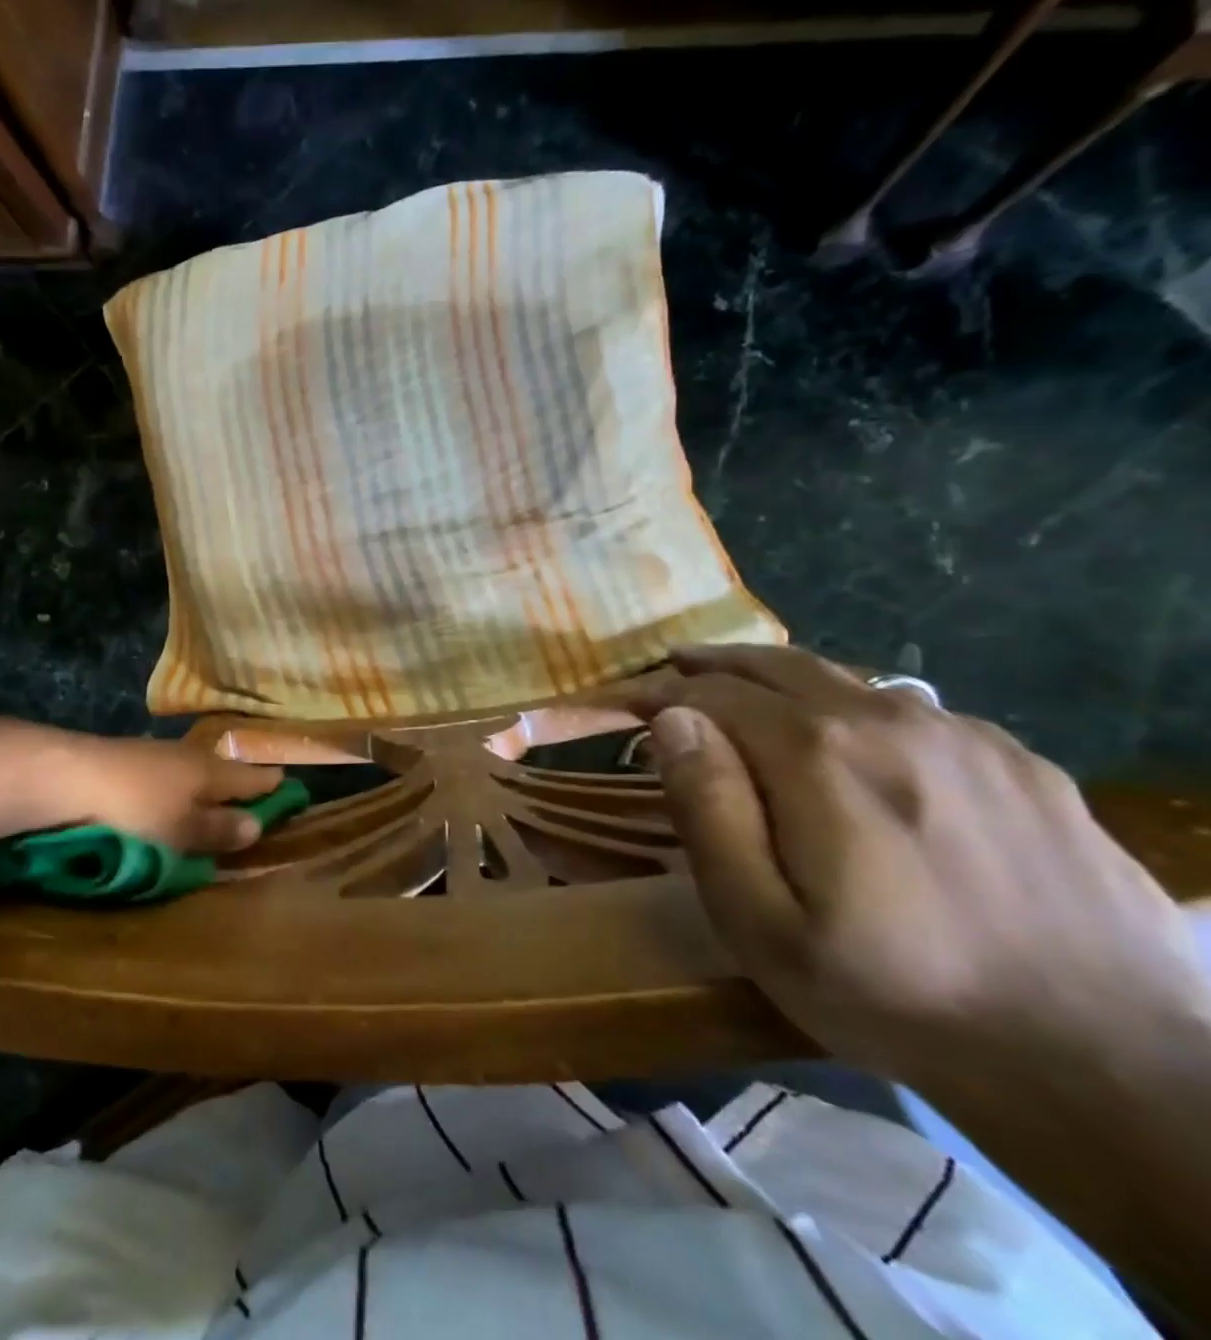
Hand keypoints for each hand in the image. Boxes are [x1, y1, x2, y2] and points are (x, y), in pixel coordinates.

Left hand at [56, 735, 282, 852]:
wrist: (70, 776)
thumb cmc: (136, 809)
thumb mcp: (182, 831)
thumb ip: (218, 829)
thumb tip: (257, 825)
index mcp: (210, 772)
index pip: (251, 777)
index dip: (271, 784)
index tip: (289, 786)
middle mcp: (189, 756)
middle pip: (223, 770)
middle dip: (239, 782)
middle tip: (255, 794)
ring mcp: (157, 754)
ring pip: (193, 769)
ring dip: (207, 783)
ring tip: (215, 797)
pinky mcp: (128, 760)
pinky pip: (168, 773)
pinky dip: (178, 785)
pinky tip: (170, 794)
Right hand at [628, 645, 1210, 1089]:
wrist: (1108, 1068)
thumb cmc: (892, 995)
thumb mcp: (760, 922)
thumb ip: (709, 810)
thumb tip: (673, 722)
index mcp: (816, 756)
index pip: (713, 694)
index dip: (660, 691)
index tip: (625, 700)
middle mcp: (888, 721)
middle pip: (778, 666)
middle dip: (713, 664)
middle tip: (673, 669)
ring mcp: (965, 737)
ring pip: (844, 679)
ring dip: (779, 678)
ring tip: (744, 689)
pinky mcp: (1019, 763)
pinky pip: (910, 709)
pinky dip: (851, 705)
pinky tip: (845, 737)